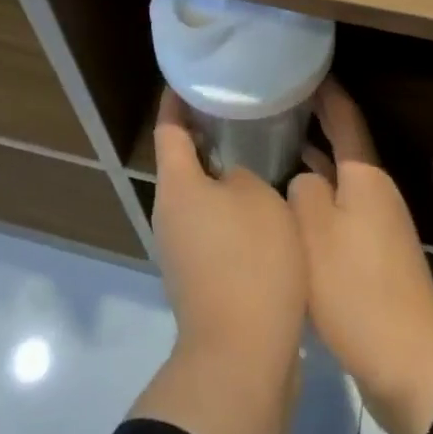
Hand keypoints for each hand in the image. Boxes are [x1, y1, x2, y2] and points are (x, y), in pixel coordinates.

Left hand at [149, 90, 306, 365]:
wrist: (242, 357)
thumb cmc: (249, 262)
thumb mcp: (259, 199)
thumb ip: (244, 173)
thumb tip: (232, 177)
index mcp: (176, 185)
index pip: (169, 127)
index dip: (177, 98)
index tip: (190, 76)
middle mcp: (169, 213)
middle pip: (182, 161)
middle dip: (206, 132)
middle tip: (238, 107)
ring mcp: (181, 248)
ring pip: (199, 194)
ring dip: (221, 171)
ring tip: (256, 148)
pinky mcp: (200, 276)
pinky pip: (212, 224)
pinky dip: (230, 206)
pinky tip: (263, 201)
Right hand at [289, 80, 432, 433]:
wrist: (411, 364)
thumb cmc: (358, 289)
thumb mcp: (315, 231)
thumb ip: (302, 191)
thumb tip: (303, 178)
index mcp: (365, 177)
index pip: (345, 118)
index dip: (326, 91)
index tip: (303, 68)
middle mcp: (376, 193)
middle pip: (344, 145)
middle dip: (316, 122)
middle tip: (279, 103)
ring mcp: (378, 226)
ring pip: (340, 179)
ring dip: (314, 160)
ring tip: (277, 145)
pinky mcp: (373, 258)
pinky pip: (340, 209)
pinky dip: (317, 197)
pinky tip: (292, 206)